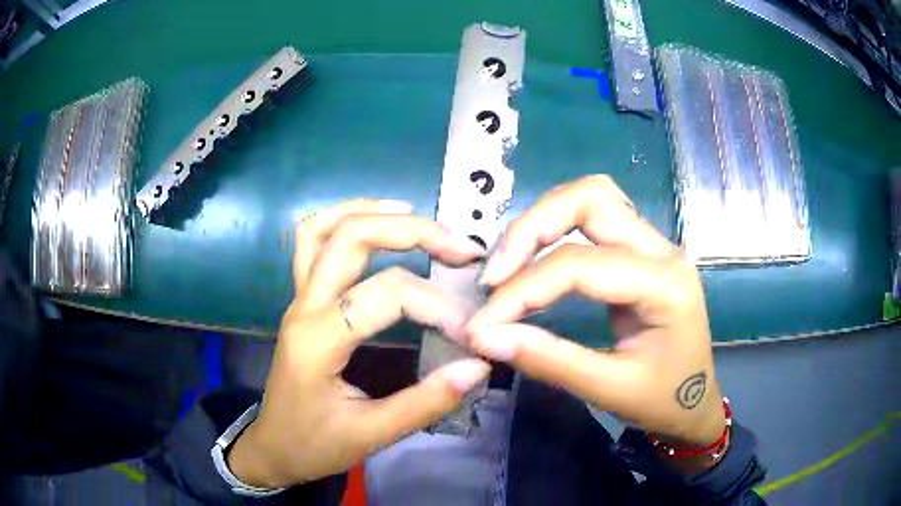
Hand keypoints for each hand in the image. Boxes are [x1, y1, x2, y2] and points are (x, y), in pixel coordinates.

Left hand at [228, 199, 490, 487]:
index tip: (469, 331)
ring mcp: (298, 298)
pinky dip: (343, 220)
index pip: (386, 295)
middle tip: (461, 246)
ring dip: (371, 212)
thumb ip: (425, 402)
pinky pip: (312, 242)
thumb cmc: (314, 445)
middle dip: (413, 232)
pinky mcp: (301, 301)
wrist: (273, 447)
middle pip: (352, 238)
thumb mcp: (371, 435)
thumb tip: (478, 367)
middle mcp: (305, 306)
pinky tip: (374, 223)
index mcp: (319, 339)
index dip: (435, 304)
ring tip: (417, 217)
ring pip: (324, 228)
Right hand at [468, 175, 724, 447]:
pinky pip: (595, 220)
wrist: (695, 403)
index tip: (482, 324)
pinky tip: (534, 261)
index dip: (522, 289)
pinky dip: (556, 230)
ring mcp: (654, 245)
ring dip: (543, 221)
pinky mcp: (641, 252)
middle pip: (591, 198)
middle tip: (494, 275)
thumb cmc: (663, 401)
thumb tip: (486, 337)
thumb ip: (549, 360)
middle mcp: (662, 250)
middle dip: (532, 228)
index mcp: (665, 285)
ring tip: (508, 265)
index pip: (580, 264)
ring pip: (593, 198)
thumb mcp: (609, 390)